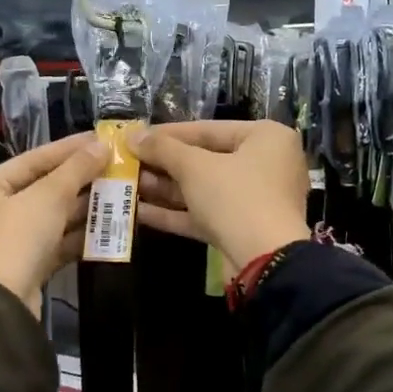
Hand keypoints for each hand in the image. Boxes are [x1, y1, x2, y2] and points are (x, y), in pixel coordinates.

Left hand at [0, 133, 108, 311]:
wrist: (2, 304)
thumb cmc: (16, 238)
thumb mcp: (48, 197)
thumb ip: (76, 169)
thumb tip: (102, 145)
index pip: (33, 159)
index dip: (68, 148)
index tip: (100, 139)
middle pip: (43, 188)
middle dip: (80, 180)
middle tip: (116, 167)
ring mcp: (11, 241)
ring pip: (53, 217)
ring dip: (84, 207)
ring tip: (119, 193)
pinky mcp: (27, 266)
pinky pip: (57, 242)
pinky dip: (79, 235)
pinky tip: (108, 227)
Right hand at [129, 121, 308, 265]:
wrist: (265, 262)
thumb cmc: (235, 197)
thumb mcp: (194, 167)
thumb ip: (162, 148)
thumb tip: (133, 136)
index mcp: (265, 138)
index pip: (208, 130)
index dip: (167, 133)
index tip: (136, 137)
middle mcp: (264, 165)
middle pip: (204, 160)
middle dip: (163, 164)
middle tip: (128, 162)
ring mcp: (253, 200)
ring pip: (202, 189)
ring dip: (164, 189)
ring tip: (127, 185)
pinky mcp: (240, 229)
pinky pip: (204, 214)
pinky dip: (174, 212)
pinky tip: (138, 212)